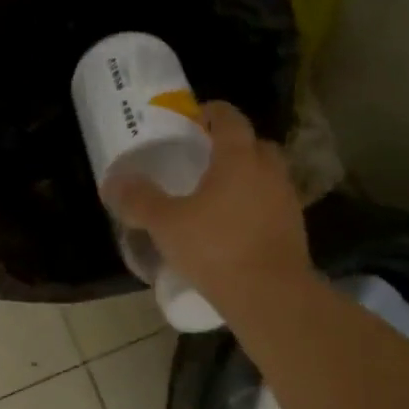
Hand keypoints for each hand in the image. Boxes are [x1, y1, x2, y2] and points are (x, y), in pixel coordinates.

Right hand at [106, 100, 310, 314]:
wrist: (270, 295)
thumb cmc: (216, 248)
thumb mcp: (166, 224)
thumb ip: (139, 200)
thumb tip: (114, 181)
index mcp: (239, 158)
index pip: (230, 119)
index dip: (211, 113)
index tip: (194, 120)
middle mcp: (268, 171)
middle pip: (254, 145)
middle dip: (232, 146)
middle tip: (205, 160)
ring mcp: (286, 200)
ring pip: (266, 176)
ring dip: (246, 178)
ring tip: (217, 196)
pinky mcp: (294, 229)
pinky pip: (271, 205)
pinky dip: (254, 207)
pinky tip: (233, 227)